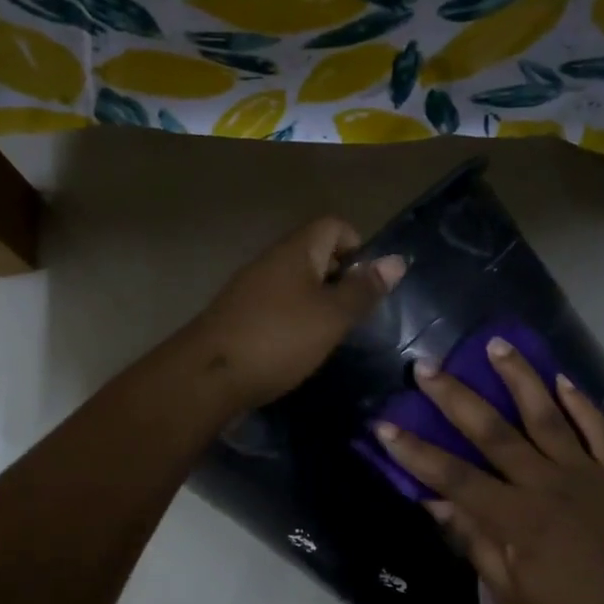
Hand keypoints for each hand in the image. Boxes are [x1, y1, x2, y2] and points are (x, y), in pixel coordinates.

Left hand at [185, 217, 405, 412]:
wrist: (207, 377)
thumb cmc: (278, 340)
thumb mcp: (331, 316)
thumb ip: (363, 290)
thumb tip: (396, 260)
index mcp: (295, 250)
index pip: (335, 225)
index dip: (358, 247)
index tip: (368, 286)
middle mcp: (271, 261)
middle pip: (316, 254)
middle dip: (341, 280)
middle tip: (354, 316)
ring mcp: (251, 288)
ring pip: (297, 283)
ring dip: (319, 304)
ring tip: (330, 336)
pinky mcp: (240, 316)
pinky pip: (278, 306)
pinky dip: (295, 321)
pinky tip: (299, 349)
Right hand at [375, 338, 603, 603]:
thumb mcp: (511, 593)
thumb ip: (474, 542)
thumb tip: (435, 503)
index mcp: (516, 518)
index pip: (454, 477)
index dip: (416, 452)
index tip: (385, 425)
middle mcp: (547, 484)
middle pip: (493, 432)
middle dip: (455, 398)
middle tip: (426, 366)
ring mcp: (586, 475)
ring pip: (546, 416)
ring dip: (519, 378)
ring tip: (496, 345)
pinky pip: (599, 431)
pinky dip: (582, 404)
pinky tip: (562, 379)